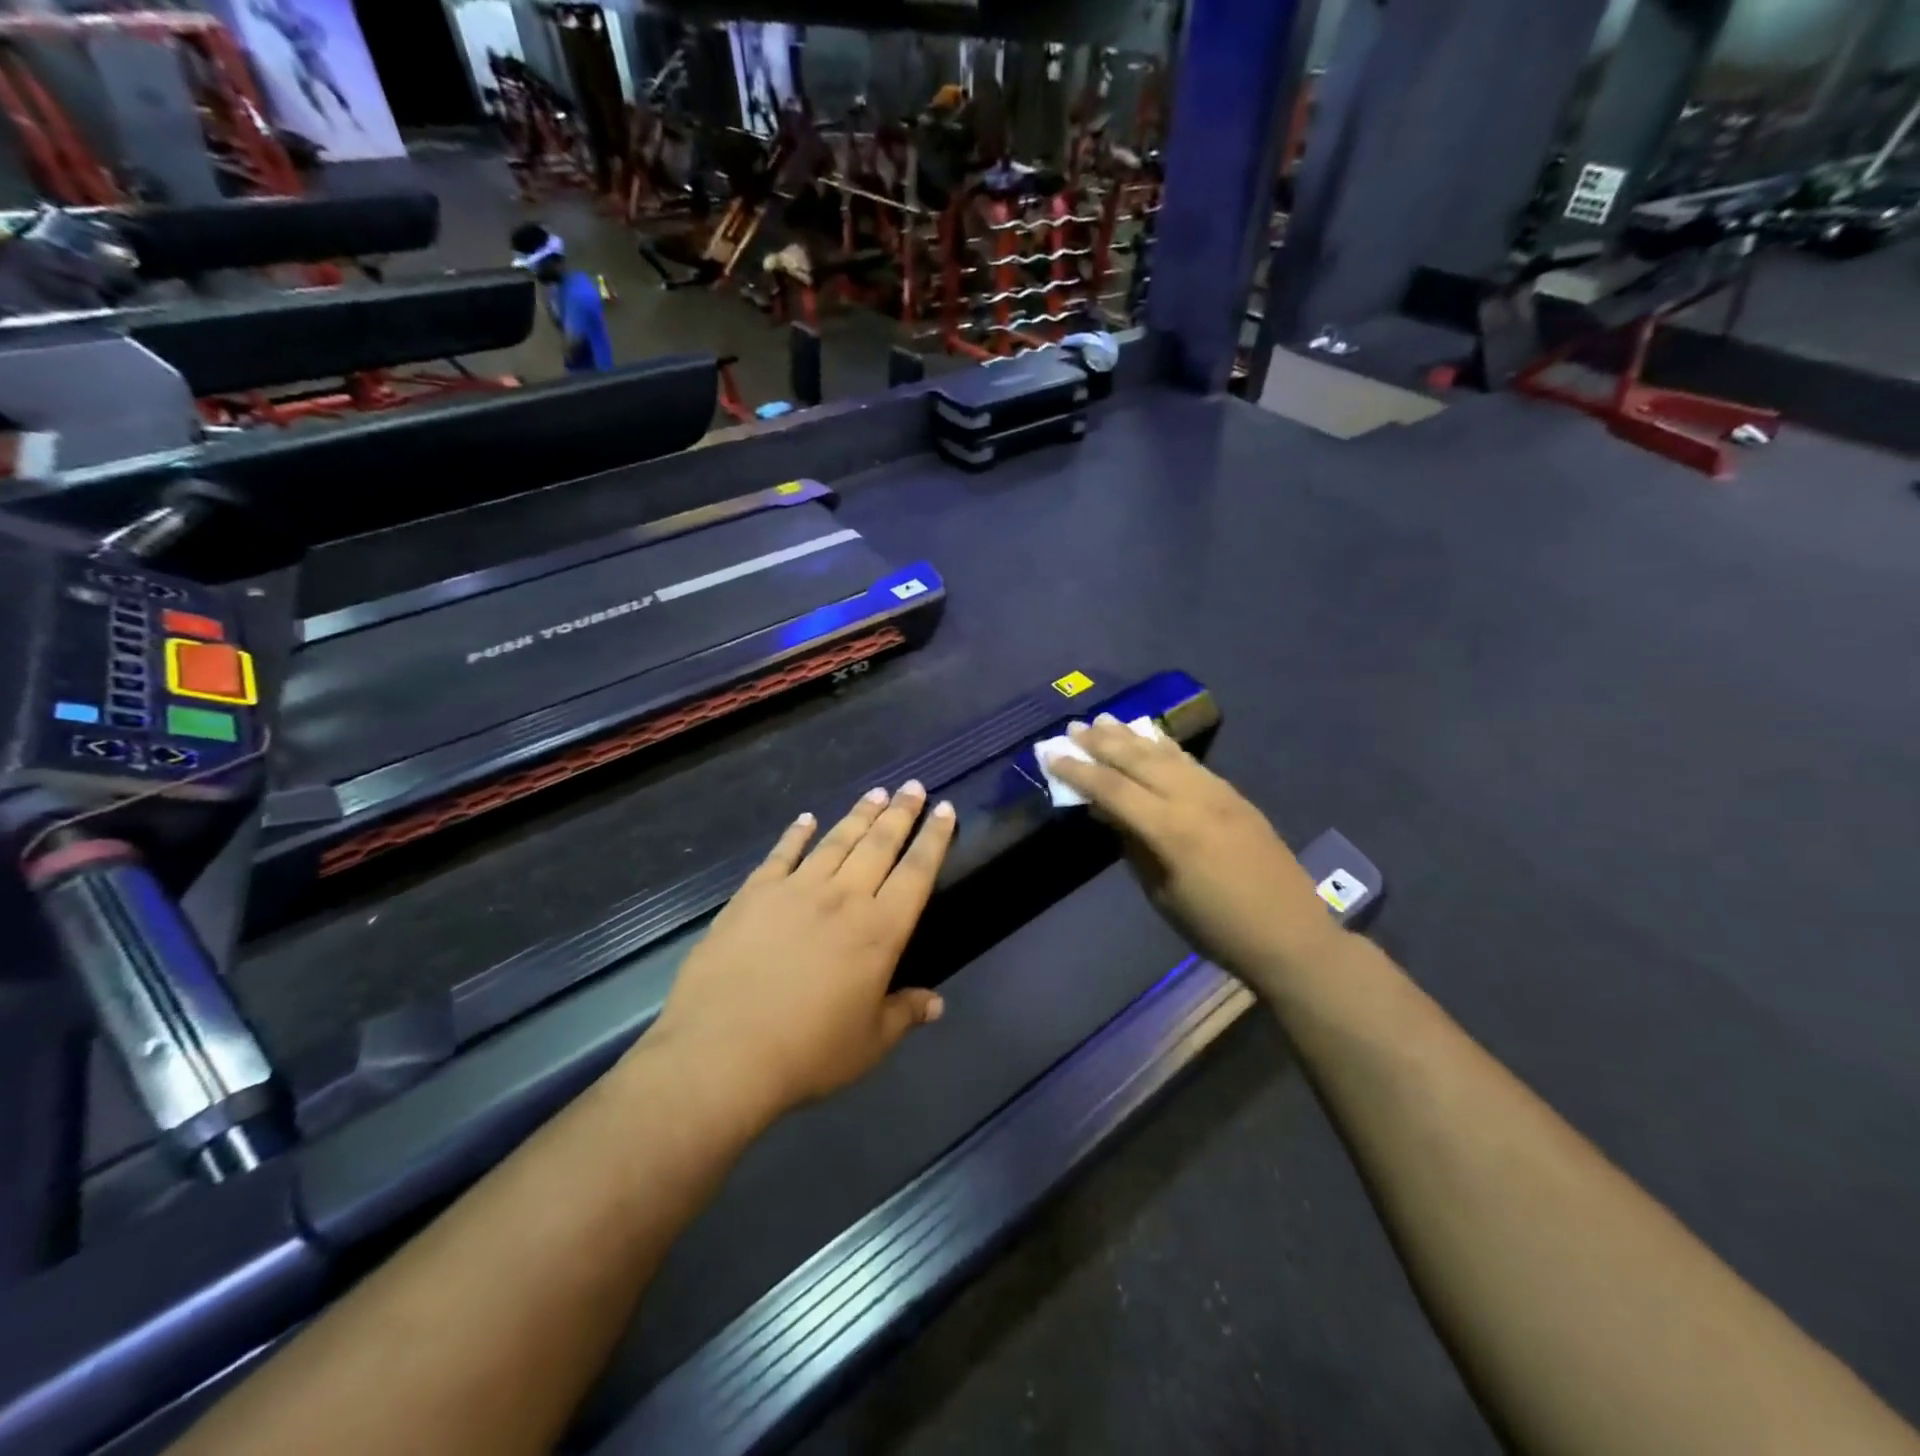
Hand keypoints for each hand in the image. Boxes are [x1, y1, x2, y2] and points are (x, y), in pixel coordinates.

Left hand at [646, 782, 956, 1126]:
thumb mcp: (870, 1043)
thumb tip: (937, 1003)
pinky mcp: (754, 894)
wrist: (723, 1052)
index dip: (933, 838)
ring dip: (858, 815)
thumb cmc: (808, 1052)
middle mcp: (843, 898)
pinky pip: (782, 854)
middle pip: (879, 844)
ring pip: (836, 841)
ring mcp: (796, 890)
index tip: (943, 809)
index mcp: (880, 931)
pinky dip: (795, 834)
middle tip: (913, 786)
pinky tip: (805, 819)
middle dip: (900, 813)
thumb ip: (905, 1014)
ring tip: (876, 792)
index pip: (916, 872)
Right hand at [1047, 716, 1342, 996]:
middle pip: (1138, 760)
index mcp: (1170, 830)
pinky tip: (1151, 738)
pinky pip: (1191, 762)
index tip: (1052, 757)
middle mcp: (1193, 799)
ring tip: (1105, 721)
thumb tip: (1107, 812)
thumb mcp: (1162, 894)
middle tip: (1073, 728)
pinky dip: (1165, 747)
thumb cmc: (1216, 927)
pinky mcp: (1235, 795)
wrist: (1290, 935)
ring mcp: (1218, 793)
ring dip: (1132, 736)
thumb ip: (1133, 846)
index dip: (1079, 771)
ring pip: (1167, 754)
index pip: (1113, 789)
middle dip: (1102, 743)